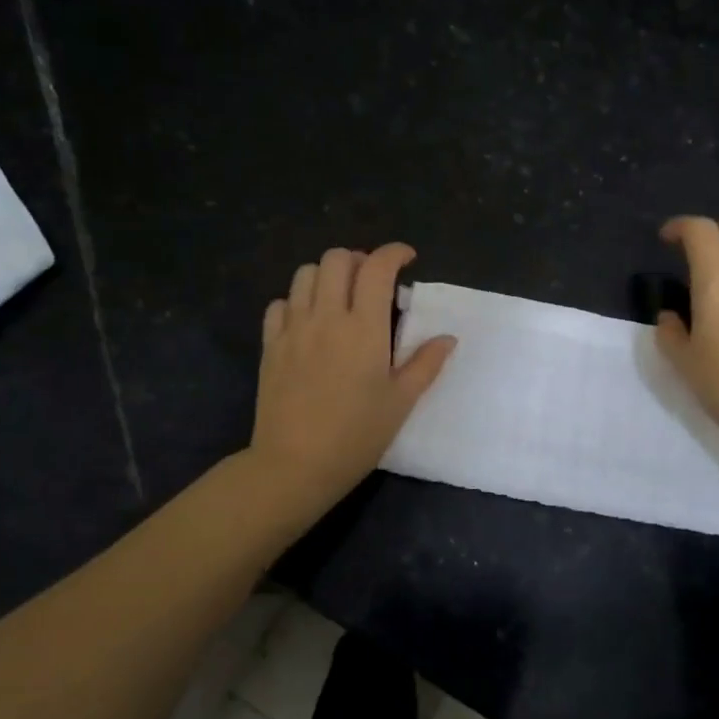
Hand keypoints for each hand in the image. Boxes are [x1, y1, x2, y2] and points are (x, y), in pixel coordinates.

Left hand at [249, 243, 455, 511]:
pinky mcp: (270, 345)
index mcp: (364, 328)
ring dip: (327, 275)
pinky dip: (296, 301)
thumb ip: (426, 364)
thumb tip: (447, 337)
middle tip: (373, 281)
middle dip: (359, 259)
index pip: (378, 268)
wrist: (295, 465)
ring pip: (305, 274)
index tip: (407, 259)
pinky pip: (279, 304)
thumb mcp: (401, 402)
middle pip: (337, 259)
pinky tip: (308, 321)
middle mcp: (326, 317)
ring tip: (341, 297)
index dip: (394, 253)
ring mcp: (293, 329)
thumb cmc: (356, 435)